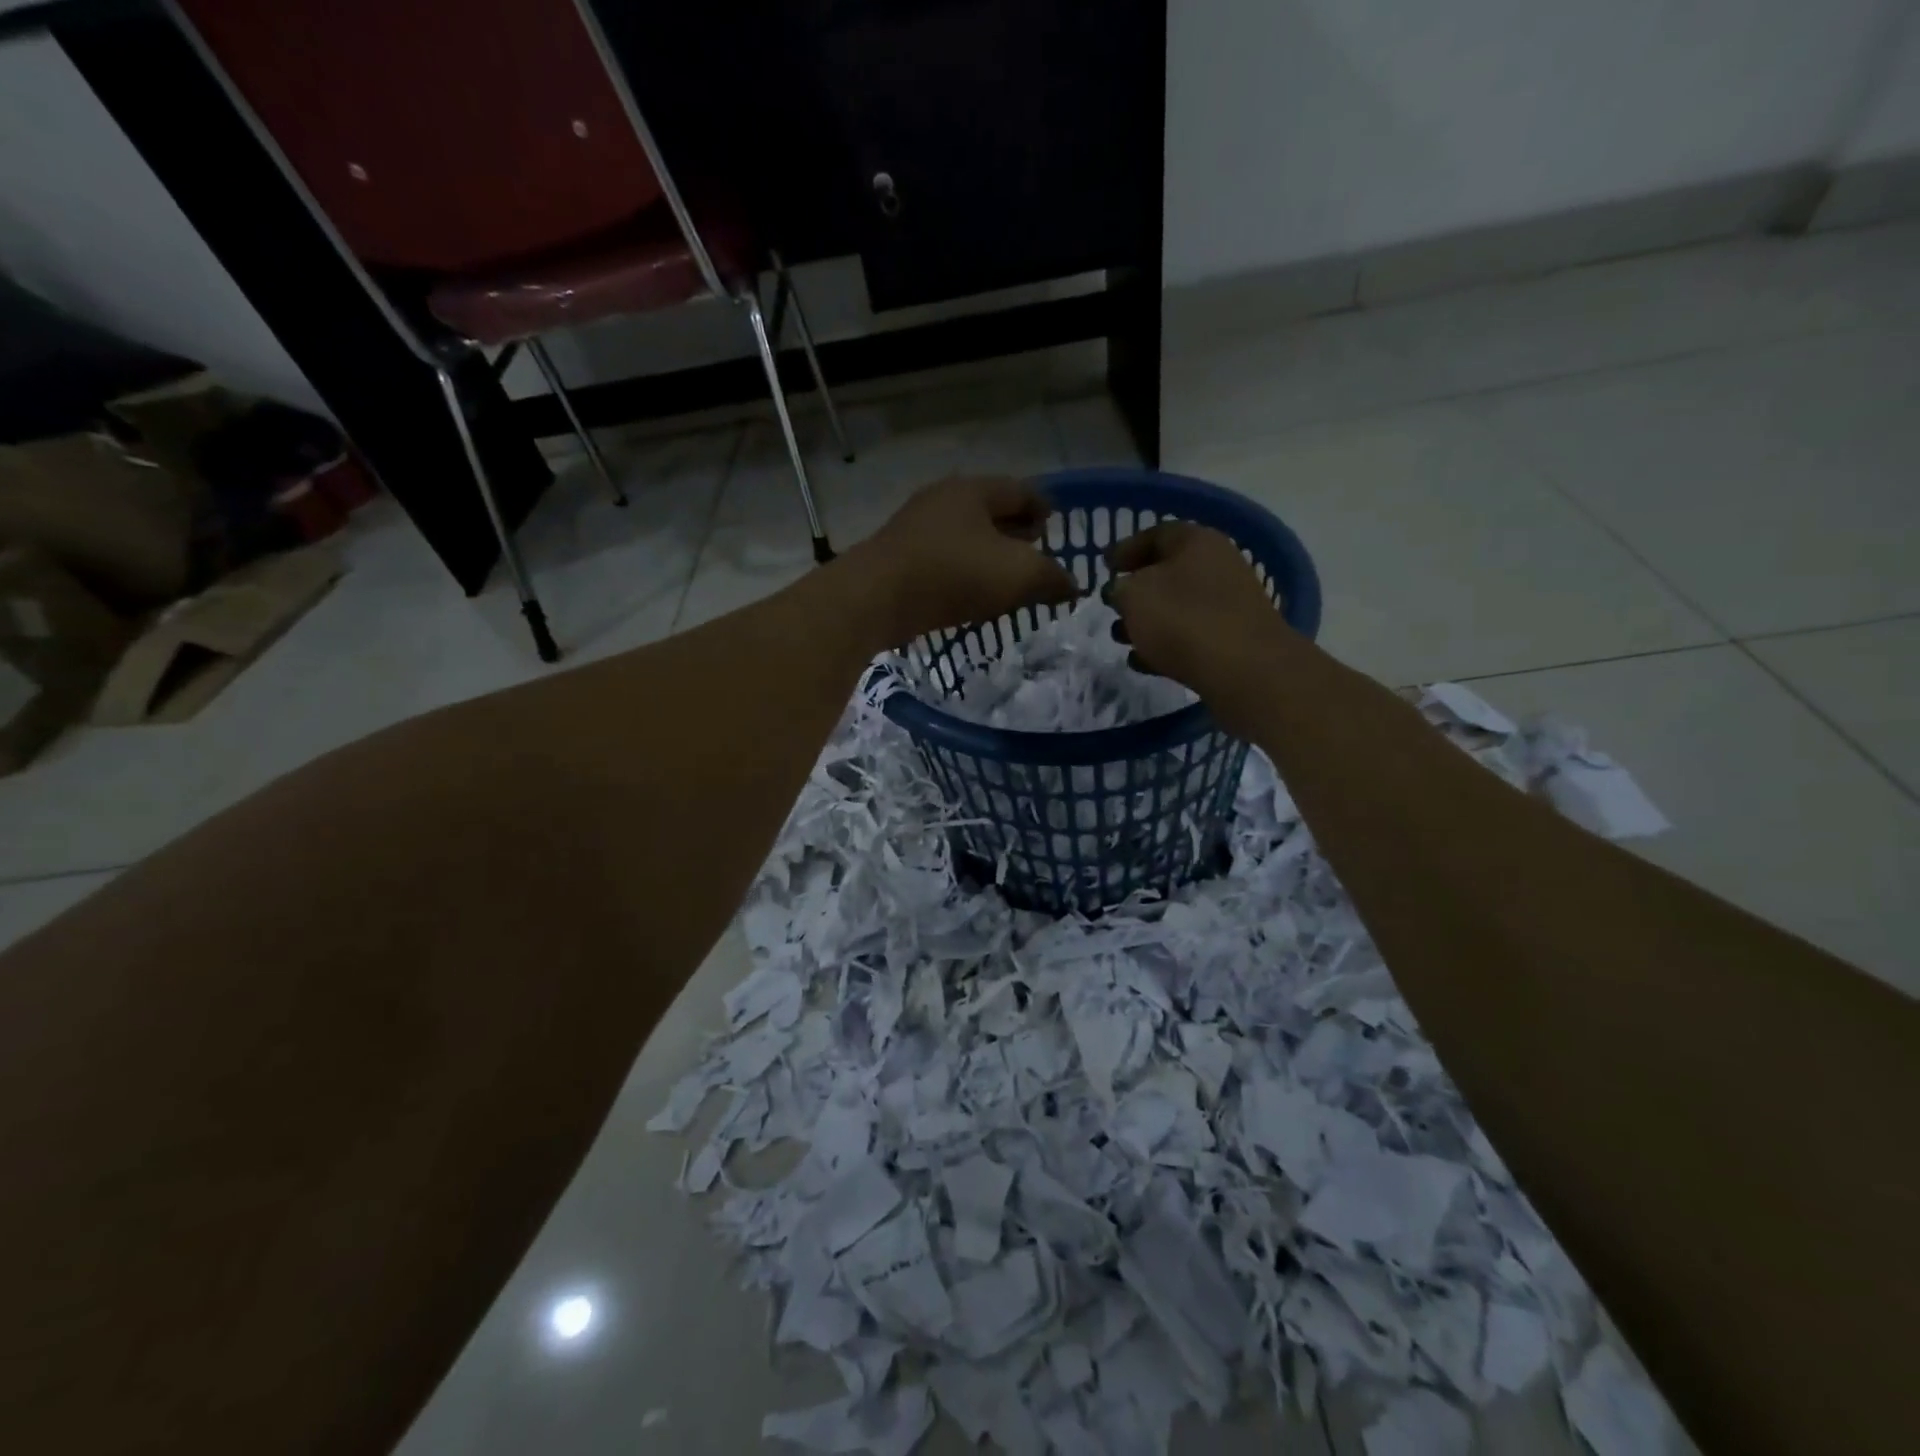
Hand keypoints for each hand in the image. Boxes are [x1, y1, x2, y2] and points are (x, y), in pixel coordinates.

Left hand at [848, 476, 1080, 646]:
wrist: (876, 599)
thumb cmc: (953, 574)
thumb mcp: (1018, 575)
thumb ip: (1051, 578)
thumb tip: (1072, 587)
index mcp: (974, 490)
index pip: (1021, 490)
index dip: (1044, 507)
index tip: (1056, 527)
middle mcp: (943, 500)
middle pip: (991, 509)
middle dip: (1016, 530)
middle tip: (1035, 552)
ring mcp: (916, 527)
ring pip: (965, 535)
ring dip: (989, 553)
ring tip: (1007, 578)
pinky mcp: (899, 557)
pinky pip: (944, 557)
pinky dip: (964, 569)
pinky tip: (971, 592)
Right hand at [1106, 522, 1297, 735]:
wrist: (1245, 670)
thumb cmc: (1182, 620)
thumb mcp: (1134, 595)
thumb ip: (1121, 588)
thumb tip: (1122, 590)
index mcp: (1197, 541)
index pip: (1156, 534)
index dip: (1127, 548)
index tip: (1104, 566)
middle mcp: (1218, 566)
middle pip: (1168, 572)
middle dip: (1136, 589)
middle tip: (1112, 605)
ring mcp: (1229, 604)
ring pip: (1177, 606)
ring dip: (1147, 620)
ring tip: (1120, 638)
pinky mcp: (1232, 640)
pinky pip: (1190, 636)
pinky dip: (1165, 645)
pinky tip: (1142, 662)